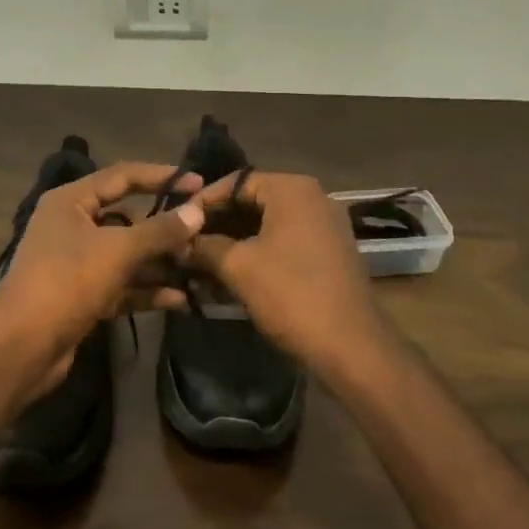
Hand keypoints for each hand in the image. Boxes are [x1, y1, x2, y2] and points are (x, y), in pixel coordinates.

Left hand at [0, 162, 205, 399]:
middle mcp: (72, 226)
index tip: (198, 183)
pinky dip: (146, 290)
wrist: (23, 346)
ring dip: (159, 262)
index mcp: (71, 201)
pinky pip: (121, 285)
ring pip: (127, 255)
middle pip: (127, 218)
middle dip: (164, 228)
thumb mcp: (118, 250)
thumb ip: (160, 231)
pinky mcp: (83, 296)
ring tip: (198, 268)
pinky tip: (179, 299)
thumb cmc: (68, 281)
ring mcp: (76, 263)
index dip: (161, 177)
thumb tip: (198, 211)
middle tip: (202, 233)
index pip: (123, 176)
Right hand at [188, 171, 386, 375]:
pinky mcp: (330, 253)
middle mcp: (314, 198)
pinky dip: (259, 253)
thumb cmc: (290, 294)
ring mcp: (326, 226)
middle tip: (186, 242)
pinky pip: (286, 242)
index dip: (203, 201)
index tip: (177, 221)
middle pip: (253, 201)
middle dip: (218, 223)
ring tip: (202, 260)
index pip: (236, 182)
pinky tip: (233, 273)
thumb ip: (205, 247)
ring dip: (235, 241)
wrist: (350, 346)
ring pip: (269, 224)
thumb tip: (180, 243)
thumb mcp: (238, 267)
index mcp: (293, 189)